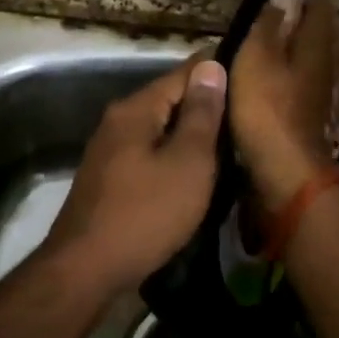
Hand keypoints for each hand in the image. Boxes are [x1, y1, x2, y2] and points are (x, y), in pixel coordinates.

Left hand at [40, 58, 228, 292]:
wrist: (85, 271)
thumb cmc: (145, 214)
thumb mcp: (187, 163)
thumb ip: (201, 114)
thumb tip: (211, 66)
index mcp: (136, 109)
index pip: (183, 73)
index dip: (218, 71)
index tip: (253, 75)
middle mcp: (118, 122)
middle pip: (170, 101)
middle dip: (207, 105)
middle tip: (250, 114)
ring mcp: (110, 152)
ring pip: (161, 131)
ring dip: (192, 135)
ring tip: (232, 142)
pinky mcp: (110, 180)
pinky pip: (151, 156)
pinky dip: (175, 158)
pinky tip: (197, 173)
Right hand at [229, 0, 338, 209]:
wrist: (285, 171)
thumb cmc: (267, 108)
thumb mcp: (256, 58)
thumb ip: (269, 25)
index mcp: (315, 45)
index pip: (320, 7)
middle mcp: (326, 65)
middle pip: (326, 32)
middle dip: (313, 16)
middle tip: (294, 4)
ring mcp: (323, 93)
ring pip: (320, 57)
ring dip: (307, 43)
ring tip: (286, 35)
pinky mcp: (313, 116)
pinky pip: (310, 80)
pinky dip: (300, 70)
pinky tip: (286, 75)